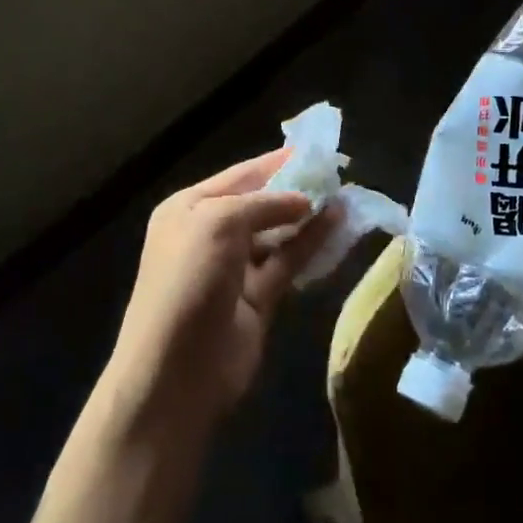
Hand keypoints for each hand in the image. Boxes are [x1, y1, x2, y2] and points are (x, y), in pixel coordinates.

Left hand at [102, 150, 327, 439]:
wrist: (176, 371)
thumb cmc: (188, 281)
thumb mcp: (218, 223)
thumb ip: (264, 204)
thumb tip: (305, 202)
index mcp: (188, 208)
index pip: (239, 176)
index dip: (275, 163)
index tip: (315, 150)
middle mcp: (209, 234)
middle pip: (260, 203)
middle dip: (295, 189)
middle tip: (338, 174)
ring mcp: (234, 268)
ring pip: (277, 234)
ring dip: (308, 217)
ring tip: (345, 197)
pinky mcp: (257, 299)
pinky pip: (287, 263)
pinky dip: (310, 246)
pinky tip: (338, 228)